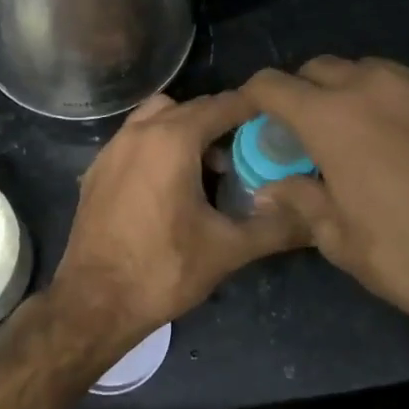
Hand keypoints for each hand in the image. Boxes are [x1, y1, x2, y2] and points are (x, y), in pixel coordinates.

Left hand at [49, 92, 309, 360]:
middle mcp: (138, 132)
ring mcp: (111, 149)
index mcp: (172, 139)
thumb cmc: (163, 270)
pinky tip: (170, 187)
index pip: (223, 105)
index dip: (254, 109)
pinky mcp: (96, 171)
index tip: (278, 123)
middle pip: (190, 108)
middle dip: (221, 122)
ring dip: (185, 131)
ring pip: (157, 119)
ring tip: (207, 170)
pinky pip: (135, 140)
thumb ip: (275, 227)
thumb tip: (314, 217)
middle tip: (247, 154)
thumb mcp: (228, 249)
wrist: (94, 303)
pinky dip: (158, 147)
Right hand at [240, 57, 408, 344]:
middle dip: (306, 92)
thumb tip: (268, 189)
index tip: (255, 117)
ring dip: (359, 95)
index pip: (273, 85)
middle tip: (312, 132)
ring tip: (370, 135)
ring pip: (376, 73)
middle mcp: (376, 87)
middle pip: (323, 68)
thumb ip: (300, 200)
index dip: (255, 97)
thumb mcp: (340, 240)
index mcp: (332, 118)